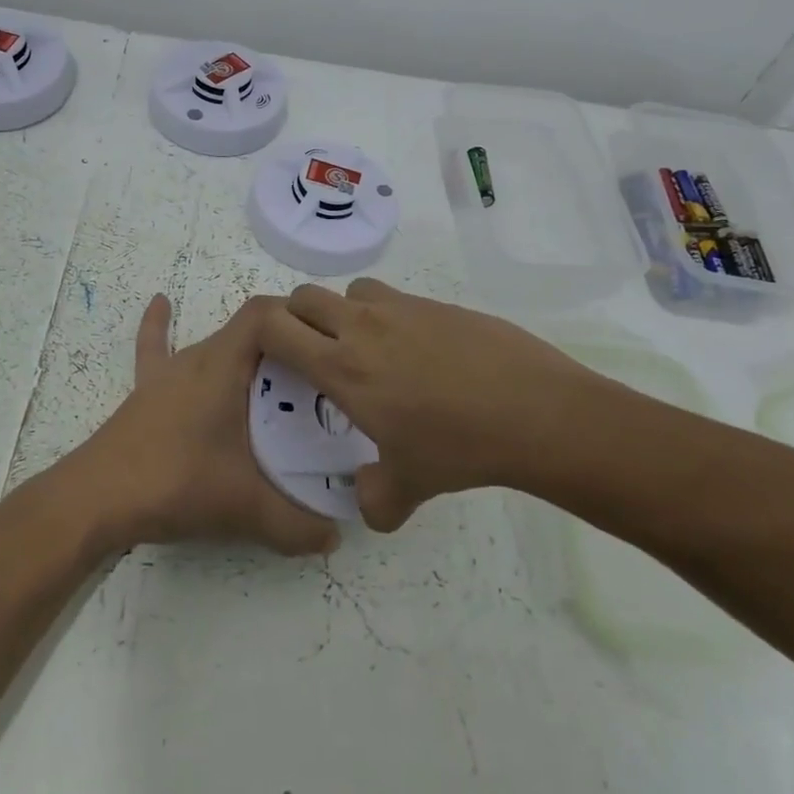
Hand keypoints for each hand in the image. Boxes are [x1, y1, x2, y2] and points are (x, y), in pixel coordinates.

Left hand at [61, 294, 340, 556]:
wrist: (94, 500)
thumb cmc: (175, 483)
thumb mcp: (245, 507)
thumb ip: (296, 526)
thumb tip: (335, 538)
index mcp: (223, 364)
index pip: (266, 313)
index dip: (298, 316)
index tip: (328, 342)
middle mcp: (198, 357)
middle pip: (248, 330)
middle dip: (286, 345)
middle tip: (319, 377)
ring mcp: (168, 374)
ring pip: (215, 346)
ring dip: (247, 353)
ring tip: (280, 374)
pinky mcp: (145, 393)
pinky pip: (156, 349)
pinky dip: (160, 326)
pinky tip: (160, 302)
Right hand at [259, 278, 602, 530]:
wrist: (533, 410)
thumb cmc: (459, 447)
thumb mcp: (410, 486)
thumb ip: (375, 499)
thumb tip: (364, 503)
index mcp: (342, 367)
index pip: (276, 327)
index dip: (261, 334)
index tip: (270, 356)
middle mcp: (363, 327)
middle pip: (305, 297)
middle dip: (297, 318)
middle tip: (312, 352)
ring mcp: (402, 308)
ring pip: (351, 290)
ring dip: (344, 311)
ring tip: (366, 347)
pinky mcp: (436, 303)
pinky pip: (394, 298)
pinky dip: (388, 315)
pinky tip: (417, 351)